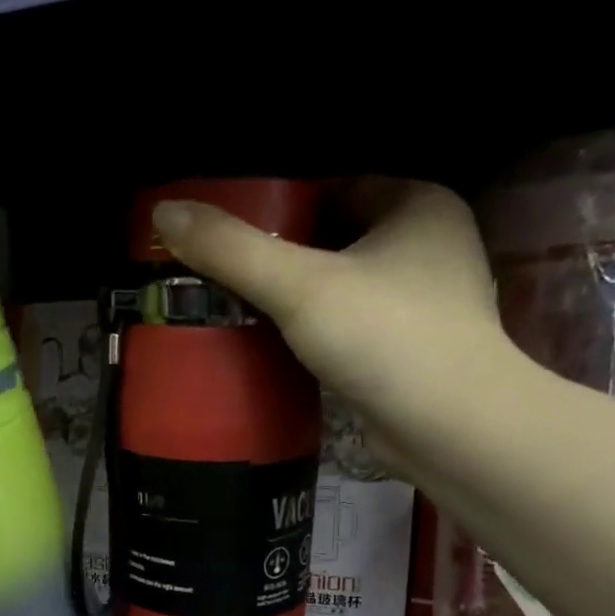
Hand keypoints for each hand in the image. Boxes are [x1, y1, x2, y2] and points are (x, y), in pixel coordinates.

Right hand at [152, 179, 514, 473]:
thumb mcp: (298, 285)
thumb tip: (165, 212)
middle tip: (223, 272)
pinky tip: (275, 346)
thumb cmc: (384, 336)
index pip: (334, 187)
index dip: (279, 205)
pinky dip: (315, 333)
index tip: (229, 230)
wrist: (449, 428)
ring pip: (343, 286)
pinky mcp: (411, 353)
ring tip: (237, 307)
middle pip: (336, 238)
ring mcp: (425, 303)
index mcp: (418, 204)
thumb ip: (230, 249)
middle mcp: (430, 246)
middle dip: (282, 256)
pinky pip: (350, 328)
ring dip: (297, 299)